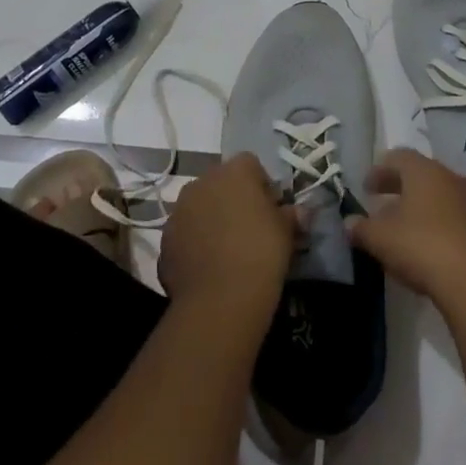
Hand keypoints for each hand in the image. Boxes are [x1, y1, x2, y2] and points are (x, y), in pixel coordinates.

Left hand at [158, 152, 295, 315]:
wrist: (220, 299)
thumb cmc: (261, 253)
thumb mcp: (286, 232)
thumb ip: (291, 215)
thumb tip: (300, 212)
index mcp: (234, 170)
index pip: (251, 165)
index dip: (262, 185)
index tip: (271, 211)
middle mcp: (202, 181)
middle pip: (221, 183)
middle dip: (233, 200)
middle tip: (249, 230)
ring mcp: (179, 209)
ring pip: (200, 207)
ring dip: (211, 220)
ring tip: (227, 251)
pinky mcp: (165, 239)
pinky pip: (185, 233)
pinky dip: (195, 243)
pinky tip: (208, 268)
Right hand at [347, 148, 465, 312]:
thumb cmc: (422, 247)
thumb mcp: (381, 239)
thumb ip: (361, 228)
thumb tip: (349, 222)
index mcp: (423, 171)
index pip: (398, 157)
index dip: (379, 170)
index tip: (366, 187)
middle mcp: (449, 178)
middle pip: (420, 174)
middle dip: (398, 186)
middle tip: (381, 202)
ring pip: (439, 195)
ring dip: (419, 206)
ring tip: (403, 227)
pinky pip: (454, 217)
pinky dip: (437, 224)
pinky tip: (428, 247)